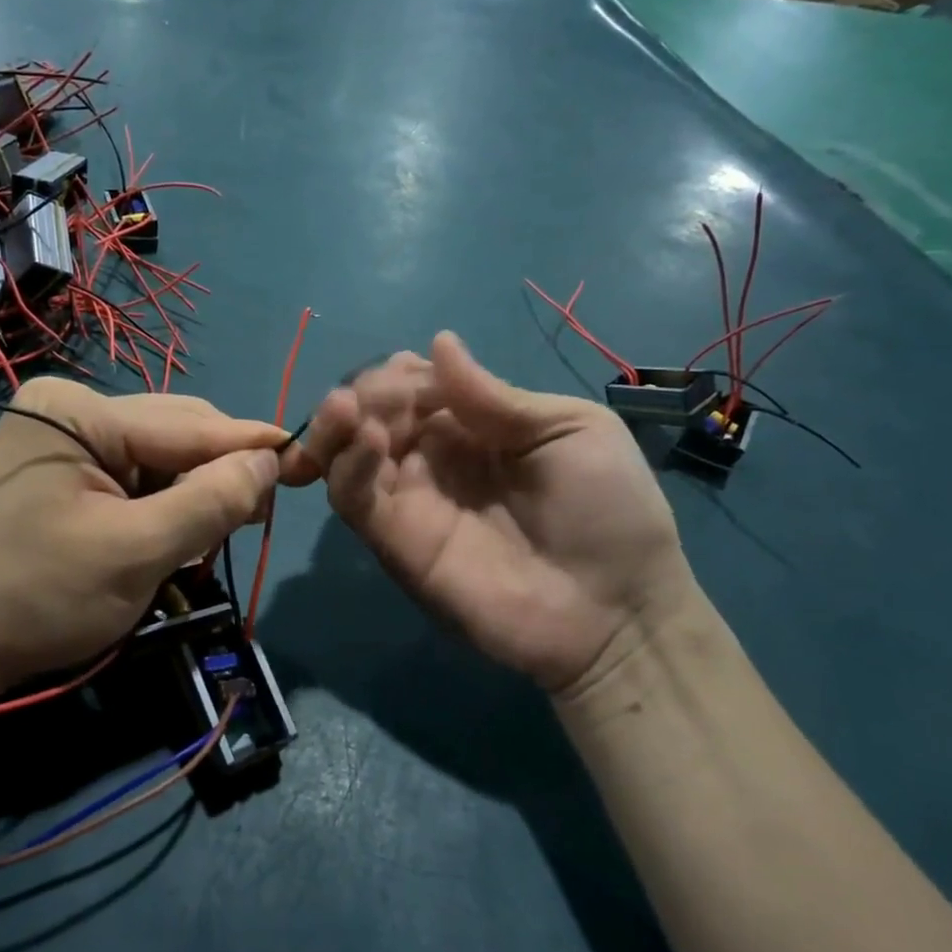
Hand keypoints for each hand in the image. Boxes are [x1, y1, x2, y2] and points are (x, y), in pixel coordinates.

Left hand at [0, 378, 284, 700]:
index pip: (187, 425)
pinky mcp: (63, 469)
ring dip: (193, 490)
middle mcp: (70, 410)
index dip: (250, 445)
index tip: (307, 459)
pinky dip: (164, 503)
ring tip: (221, 527)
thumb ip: (209, 503)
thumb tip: (270, 460)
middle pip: (174, 433)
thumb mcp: (135, 553)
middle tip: (260, 510)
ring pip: (159, 456)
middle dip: (219, 471)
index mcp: (78, 413)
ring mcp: (63, 439)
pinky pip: (134, 475)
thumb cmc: (37, 598)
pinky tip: (178, 529)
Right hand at [291, 333, 693, 696]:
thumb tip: (438, 342)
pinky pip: (353, 498)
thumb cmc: (608, 512)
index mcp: (473, 426)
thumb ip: (495, 396)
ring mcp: (409, 500)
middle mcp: (432, 458)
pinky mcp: (394, 540)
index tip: (407, 370)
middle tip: (373, 396)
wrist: (614, 610)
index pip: (413, 385)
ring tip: (346, 409)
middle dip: (364, 393)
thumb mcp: (570, 430)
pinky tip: (367, 441)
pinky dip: (347, 465)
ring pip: (346, 453)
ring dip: (337, 423)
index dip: (400, 373)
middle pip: (371, 414)